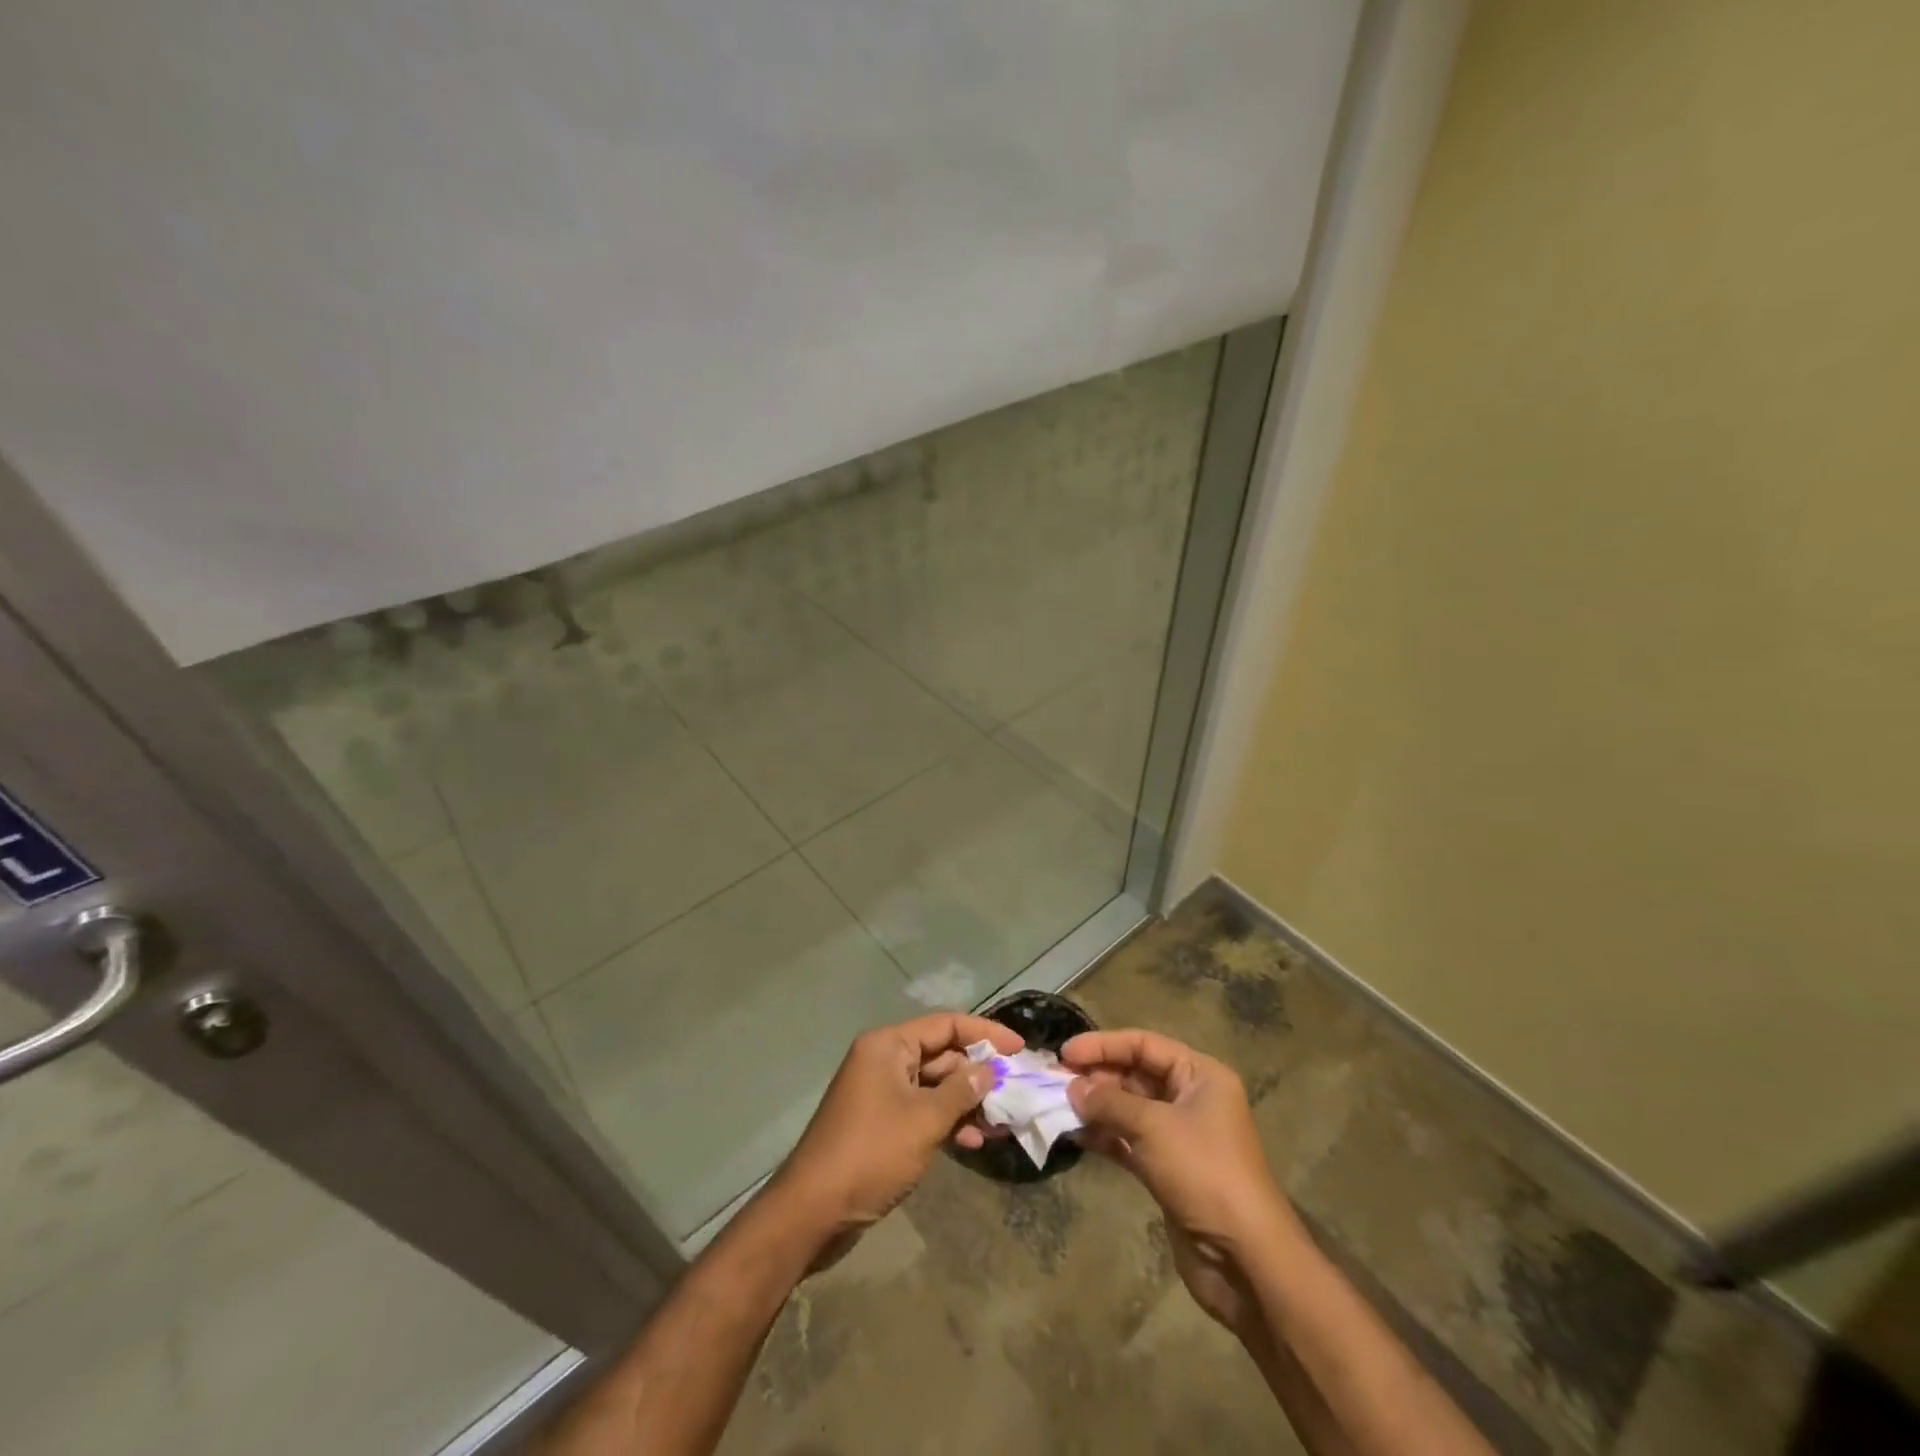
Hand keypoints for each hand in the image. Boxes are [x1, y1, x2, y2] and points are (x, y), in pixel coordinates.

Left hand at [773, 1012, 1022, 1248]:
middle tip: (1015, 1091)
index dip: (985, 1034)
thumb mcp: (924, 1120)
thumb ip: (961, 1091)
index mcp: (888, 1045)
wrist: (813, 1211)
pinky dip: (947, 1121)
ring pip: (934, 1085)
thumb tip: (990, 1070)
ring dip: (967, 1102)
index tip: (1020, 1048)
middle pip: (941, 1054)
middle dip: (978, 1074)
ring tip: (1002, 1123)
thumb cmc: (871, 1153)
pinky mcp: (881, 1123)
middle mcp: (884, 1060)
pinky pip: (922, 1110)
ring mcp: (881, 1092)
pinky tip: (974, 1142)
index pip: (946, 1024)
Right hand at [1062, 1029, 1302, 1333]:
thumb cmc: (1204, 1173)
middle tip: (1055, 1079)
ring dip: (1095, 1106)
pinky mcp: (1166, 1169)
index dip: (1103, 1044)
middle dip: (1096, 1076)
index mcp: (1200, 1075)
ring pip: (1128, 1108)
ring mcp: (1178, 1135)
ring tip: (1056, 1104)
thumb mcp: (1153, 1127)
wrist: (1244, 1258)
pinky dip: (1103, 1135)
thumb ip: (1109, 1102)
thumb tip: (1072, 1087)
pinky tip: (1073, 1134)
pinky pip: (1128, 1140)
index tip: (1065, 1051)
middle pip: (1135, 1074)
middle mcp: (1190, 1098)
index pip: (1144, 1045)